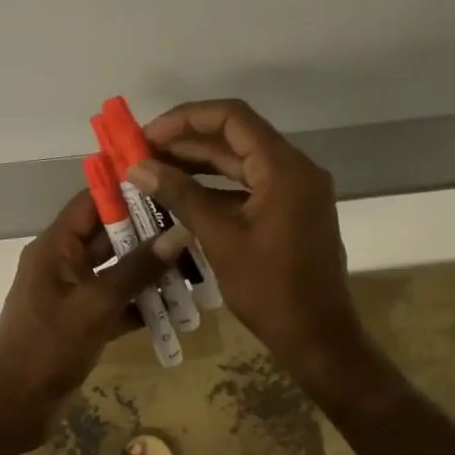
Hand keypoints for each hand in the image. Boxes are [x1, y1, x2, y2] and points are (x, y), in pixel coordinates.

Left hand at [0, 189, 189, 450]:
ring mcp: (73, 294)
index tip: (166, 180)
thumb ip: (137, 270)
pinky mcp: (83, 322)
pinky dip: (142, 303)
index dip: (124, 190)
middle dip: (149, 233)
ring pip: (117, 272)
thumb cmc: (49, 347)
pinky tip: (178, 304)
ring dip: (150, 270)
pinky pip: (117, 302)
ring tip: (195, 263)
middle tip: (194, 225)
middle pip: (108, 236)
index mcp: (53, 248)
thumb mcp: (96, 305)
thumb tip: (179, 233)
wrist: (17, 406)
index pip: (90, 203)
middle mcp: (62, 264)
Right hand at [131, 99, 361, 382]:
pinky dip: (216, 188)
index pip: (232, 118)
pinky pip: (249, 186)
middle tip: (142, 153)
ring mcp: (295, 191)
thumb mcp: (220, 239)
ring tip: (154, 170)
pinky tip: (181, 195)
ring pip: (241, 162)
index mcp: (284, 168)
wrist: (316, 335)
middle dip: (187, 141)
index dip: (186, 119)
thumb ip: (181, 196)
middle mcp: (295, 169)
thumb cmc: (270, 289)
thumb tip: (138, 167)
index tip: (147, 135)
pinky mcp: (290, 211)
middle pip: (236, 137)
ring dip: (199, 163)